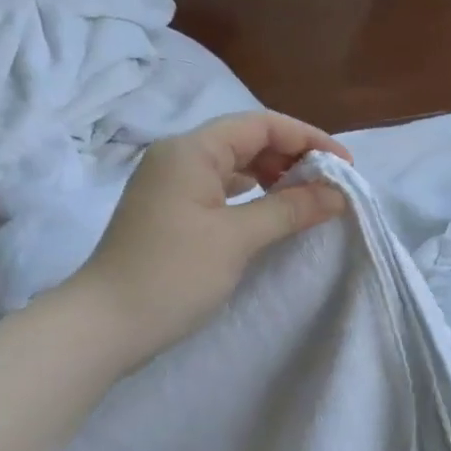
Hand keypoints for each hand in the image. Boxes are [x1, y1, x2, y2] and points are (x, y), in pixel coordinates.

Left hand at [77, 111, 348, 365]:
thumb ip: (290, 209)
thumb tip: (338, 194)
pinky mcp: (170, 210)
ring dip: (273, 175)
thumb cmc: (173, 275)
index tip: (345, 166)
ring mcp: (170, 183)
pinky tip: (271, 211)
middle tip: (330, 184)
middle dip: (293, 156)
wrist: (105, 325)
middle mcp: (178, 156)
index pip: (261, 125)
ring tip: (307, 197)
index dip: (308, 139)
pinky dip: (251, 194)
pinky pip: (220, 188)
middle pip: (246, 140)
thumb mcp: (238, 238)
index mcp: (191, 150)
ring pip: (233, 164)